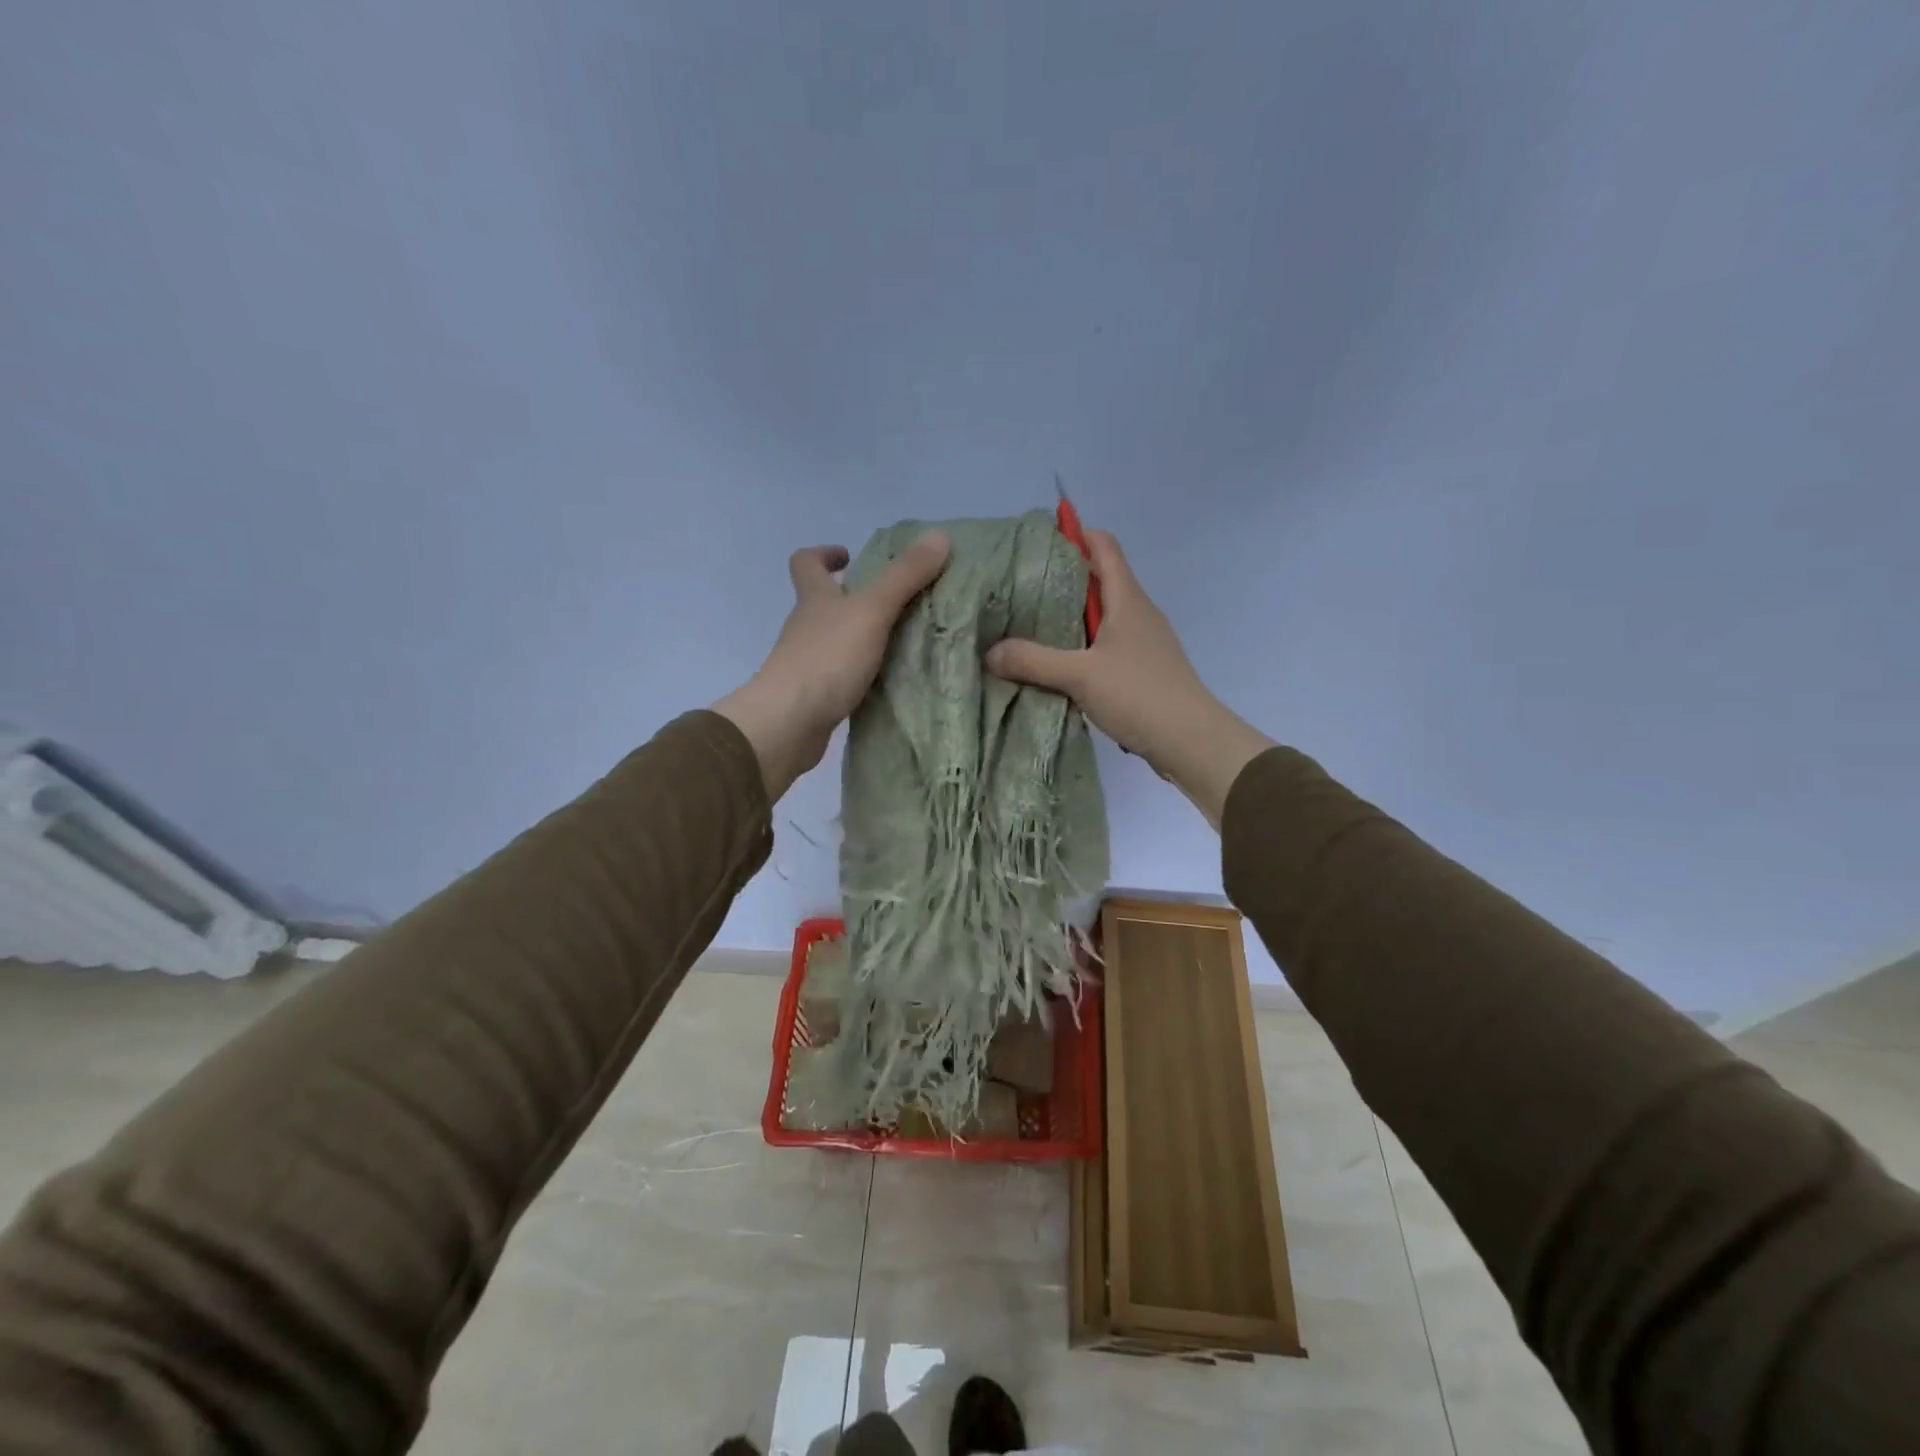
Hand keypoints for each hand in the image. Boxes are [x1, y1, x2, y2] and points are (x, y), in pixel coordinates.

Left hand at [714, 532, 950, 799]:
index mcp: (814, 598)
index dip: (825, 554)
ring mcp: (808, 663)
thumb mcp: (872, 611)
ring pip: (836, 641)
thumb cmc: (827, 658)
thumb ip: (905, 577)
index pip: (806, 563)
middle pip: (825, 603)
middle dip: (855, 598)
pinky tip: (890, 680)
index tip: (850, 556)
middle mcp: (806, 627)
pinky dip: (863, 673)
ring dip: (863, 638)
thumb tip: (939, 536)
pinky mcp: (816, 696)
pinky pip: (843, 675)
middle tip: (897, 602)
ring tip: (904, 642)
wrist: (788, 723)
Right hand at [984, 530, 1271, 826]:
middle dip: (1061, 580)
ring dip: (1068, 619)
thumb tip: (990, 652)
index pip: (1104, 546)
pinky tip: (1056, 666)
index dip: (1076, 534)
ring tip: (1029, 627)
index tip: (1039, 541)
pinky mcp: (1142, 670)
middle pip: (1098, 581)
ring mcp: (1142, 642)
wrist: (1190, 740)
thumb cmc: (1139, 694)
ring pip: (1100, 618)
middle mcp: (1137, 613)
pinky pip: (1105, 647)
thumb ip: (1033, 661)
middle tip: (1019, 588)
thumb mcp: (1080, 675)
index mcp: (1127, 599)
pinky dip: (1080, 648)